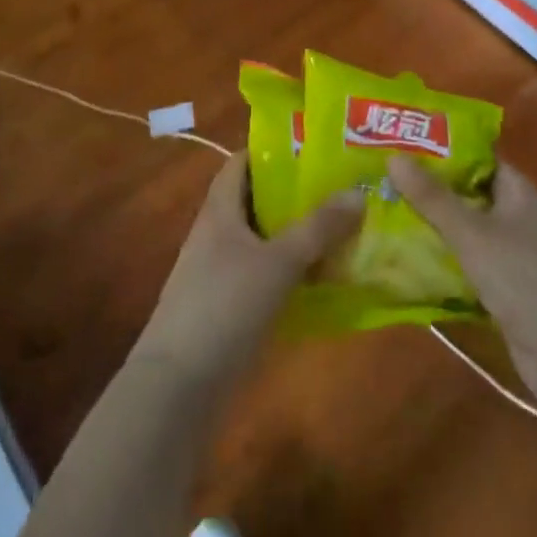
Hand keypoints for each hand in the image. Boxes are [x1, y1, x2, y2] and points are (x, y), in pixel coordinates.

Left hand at [136, 152, 362, 389]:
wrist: (177, 388)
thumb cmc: (224, 307)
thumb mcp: (277, 262)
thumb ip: (318, 228)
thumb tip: (358, 191)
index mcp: (219, 209)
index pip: (242, 162)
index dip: (274, 150)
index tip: (316, 149)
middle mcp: (217, 233)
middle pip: (257, 200)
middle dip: (296, 194)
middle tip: (343, 189)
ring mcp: (219, 272)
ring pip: (264, 240)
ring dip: (297, 236)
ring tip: (344, 230)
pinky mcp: (227, 307)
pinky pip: (264, 276)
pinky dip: (290, 272)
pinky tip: (323, 282)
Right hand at [389, 157, 536, 406]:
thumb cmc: (522, 279)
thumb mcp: (471, 234)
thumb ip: (432, 197)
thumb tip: (393, 156)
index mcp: (521, 193)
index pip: (481, 158)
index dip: (445, 150)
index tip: (406, 145)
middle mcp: (522, 217)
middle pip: (472, 194)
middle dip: (434, 189)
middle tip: (388, 179)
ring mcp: (519, 255)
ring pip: (471, 231)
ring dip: (438, 227)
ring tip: (390, 214)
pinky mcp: (513, 289)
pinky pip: (474, 264)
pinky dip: (449, 261)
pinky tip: (414, 261)